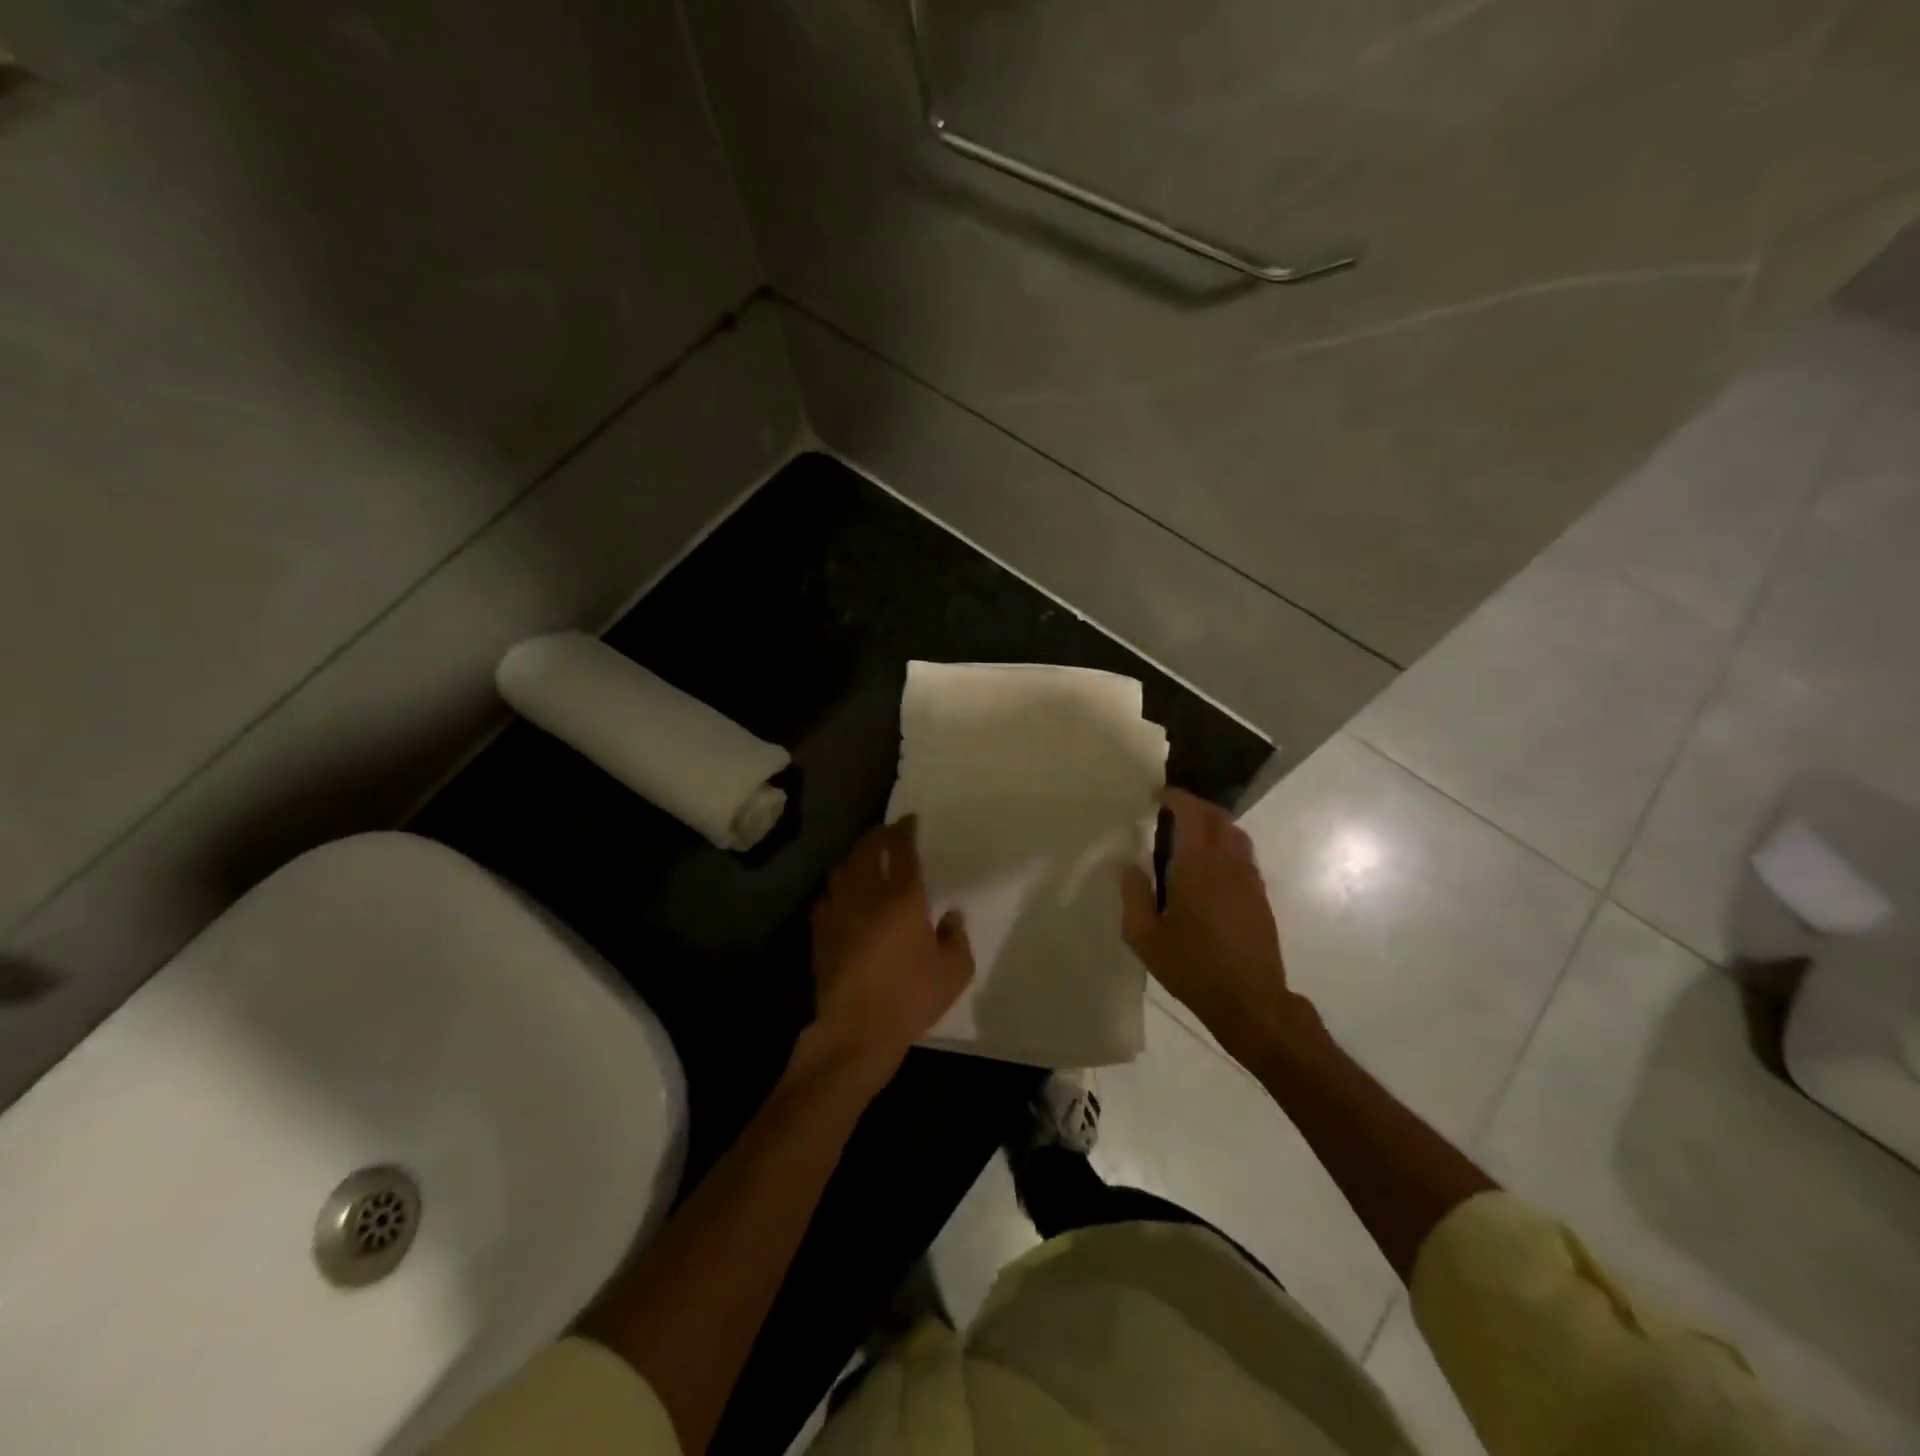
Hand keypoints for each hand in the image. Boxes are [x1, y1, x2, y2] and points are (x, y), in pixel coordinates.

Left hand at [809, 817, 973, 1076]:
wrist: (856, 1030)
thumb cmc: (911, 997)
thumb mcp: (954, 971)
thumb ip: (956, 937)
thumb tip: (951, 916)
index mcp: (902, 896)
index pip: (901, 849)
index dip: (904, 831)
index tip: (909, 821)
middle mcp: (867, 894)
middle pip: (866, 850)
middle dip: (877, 836)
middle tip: (887, 833)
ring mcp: (838, 912)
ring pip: (842, 870)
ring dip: (854, 857)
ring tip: (865, 858)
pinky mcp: (821, 933)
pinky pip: (827, 898)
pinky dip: (838, 889)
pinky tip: (844, 897)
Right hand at [1120, 789, 1297, 1051]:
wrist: (1250, 1002)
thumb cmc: (1192, 968)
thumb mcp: (1144, 937)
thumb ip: (1134, 895)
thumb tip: (1130, 865)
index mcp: (1197, 866)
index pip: (1192, 813)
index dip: (1175, 798)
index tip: (1156, 796)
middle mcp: (1228, 863)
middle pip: (1218, 817)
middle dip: (1195, 806)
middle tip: (1170, 811)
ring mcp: (1249, 879)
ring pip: (1235, 834)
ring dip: (1213, 825)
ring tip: (1189, 836)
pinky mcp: (1260, 896)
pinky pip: (1243, 856)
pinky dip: (1225, 846)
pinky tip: (1208, 868)